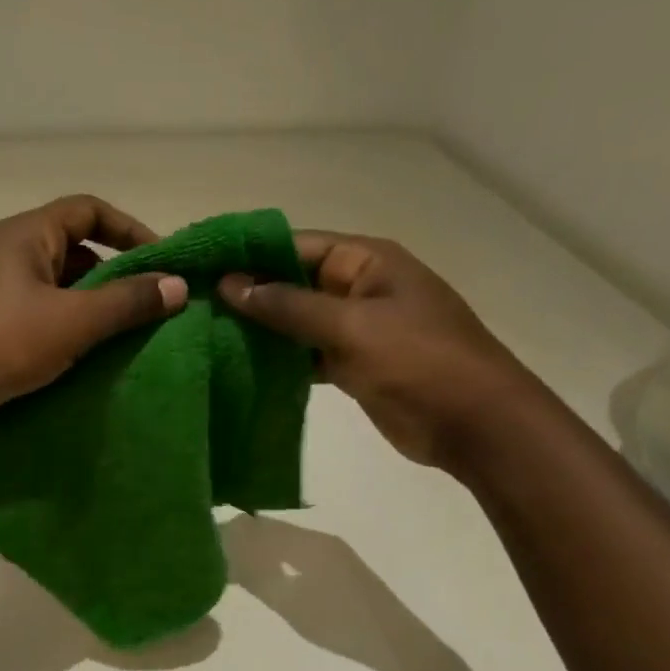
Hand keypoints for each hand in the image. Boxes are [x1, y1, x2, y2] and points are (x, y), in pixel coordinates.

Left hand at [0, 195, 187, 449]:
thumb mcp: (71, 320)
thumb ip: (126, 302)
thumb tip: (177, 285)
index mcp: (25, 236)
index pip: (88, 210)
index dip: (130, 229)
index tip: (164, 262)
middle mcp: (9, 259)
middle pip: (75, 253)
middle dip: (116, 277)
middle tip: (152, 309)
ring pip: (59, 295)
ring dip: (94, 313)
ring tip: (131, 340)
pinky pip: (41, 326)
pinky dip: (69, 338)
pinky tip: (92, 365)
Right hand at [217, 231, 534, 467]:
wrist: (476, 426)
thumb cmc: (419, 362)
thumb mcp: (352, 327)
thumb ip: (289, 305)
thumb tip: (231, 284)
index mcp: (367, 261)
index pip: (296, 245)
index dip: (250, 254)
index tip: (201, 266)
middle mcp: (359, 288)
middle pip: (293, 282)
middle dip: (249, 294)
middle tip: (193, 305)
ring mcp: (356, 329)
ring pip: (296, 322)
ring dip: (260, 330)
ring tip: (206, 336)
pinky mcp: (353, 365)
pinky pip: (306, 355)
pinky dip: (278, 361)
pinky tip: (240, 368)